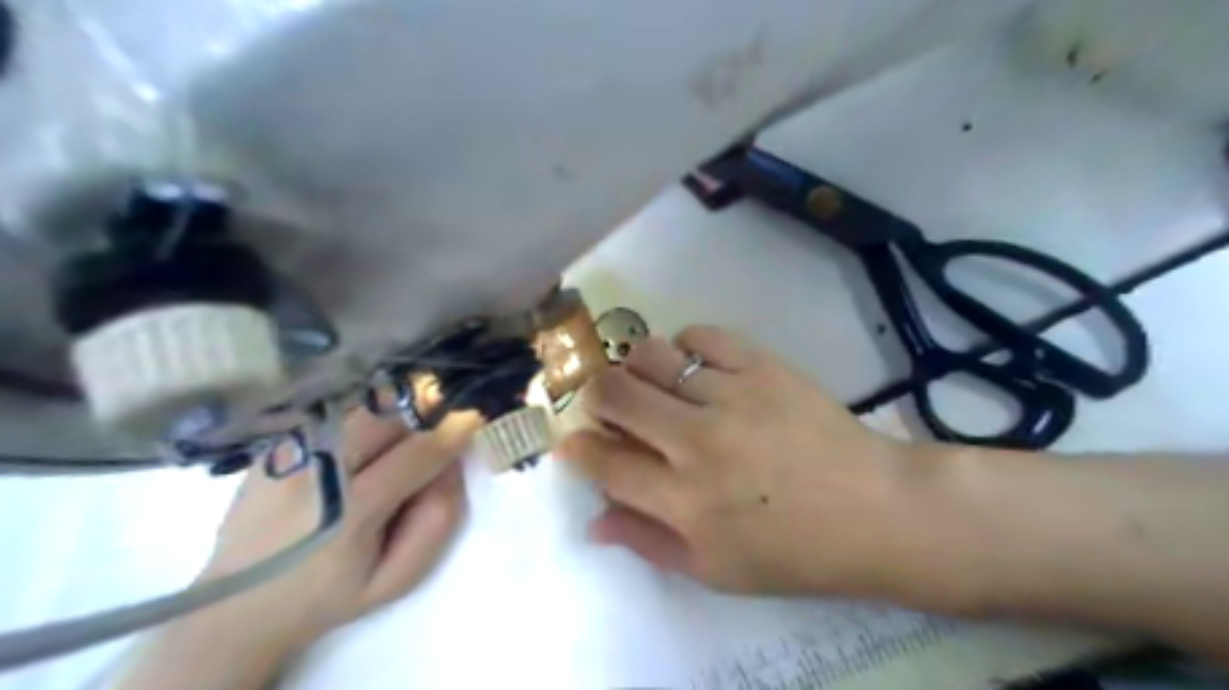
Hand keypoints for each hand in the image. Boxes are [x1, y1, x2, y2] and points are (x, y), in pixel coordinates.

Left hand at [115, 411, 475, 689]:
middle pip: (385, 415)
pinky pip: (334, 414)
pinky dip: (362, 417)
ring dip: (393, 411)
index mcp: (350, 512)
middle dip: (422, 412)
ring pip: (359, 407)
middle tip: (435, 428)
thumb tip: (452, 462)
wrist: (238, 605)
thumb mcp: (397, 578)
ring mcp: (290, 453)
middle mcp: (317, 472)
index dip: (452, 430)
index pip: (416, 453)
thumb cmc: (330, 595)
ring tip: (397, 437)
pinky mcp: (276, 447)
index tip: (476, 414)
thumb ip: (438, 519)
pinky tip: (361, 444)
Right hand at [554, 327, 922, 601]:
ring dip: (637, 370)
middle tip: (611, 408)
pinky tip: (694, 368)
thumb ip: (647, 541)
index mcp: (685, 501)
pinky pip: (699, 335)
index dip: (578, 449)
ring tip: (654, 387)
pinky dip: (683, 347)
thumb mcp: (715, 569)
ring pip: (650, 356)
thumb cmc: (792, 550)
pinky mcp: (763, 365)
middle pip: (615, 394)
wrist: (874, 508)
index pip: (605, 463)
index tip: (573, 442)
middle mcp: (699, 441)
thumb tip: (594, 519)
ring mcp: (732, 395)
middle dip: (596, 398)